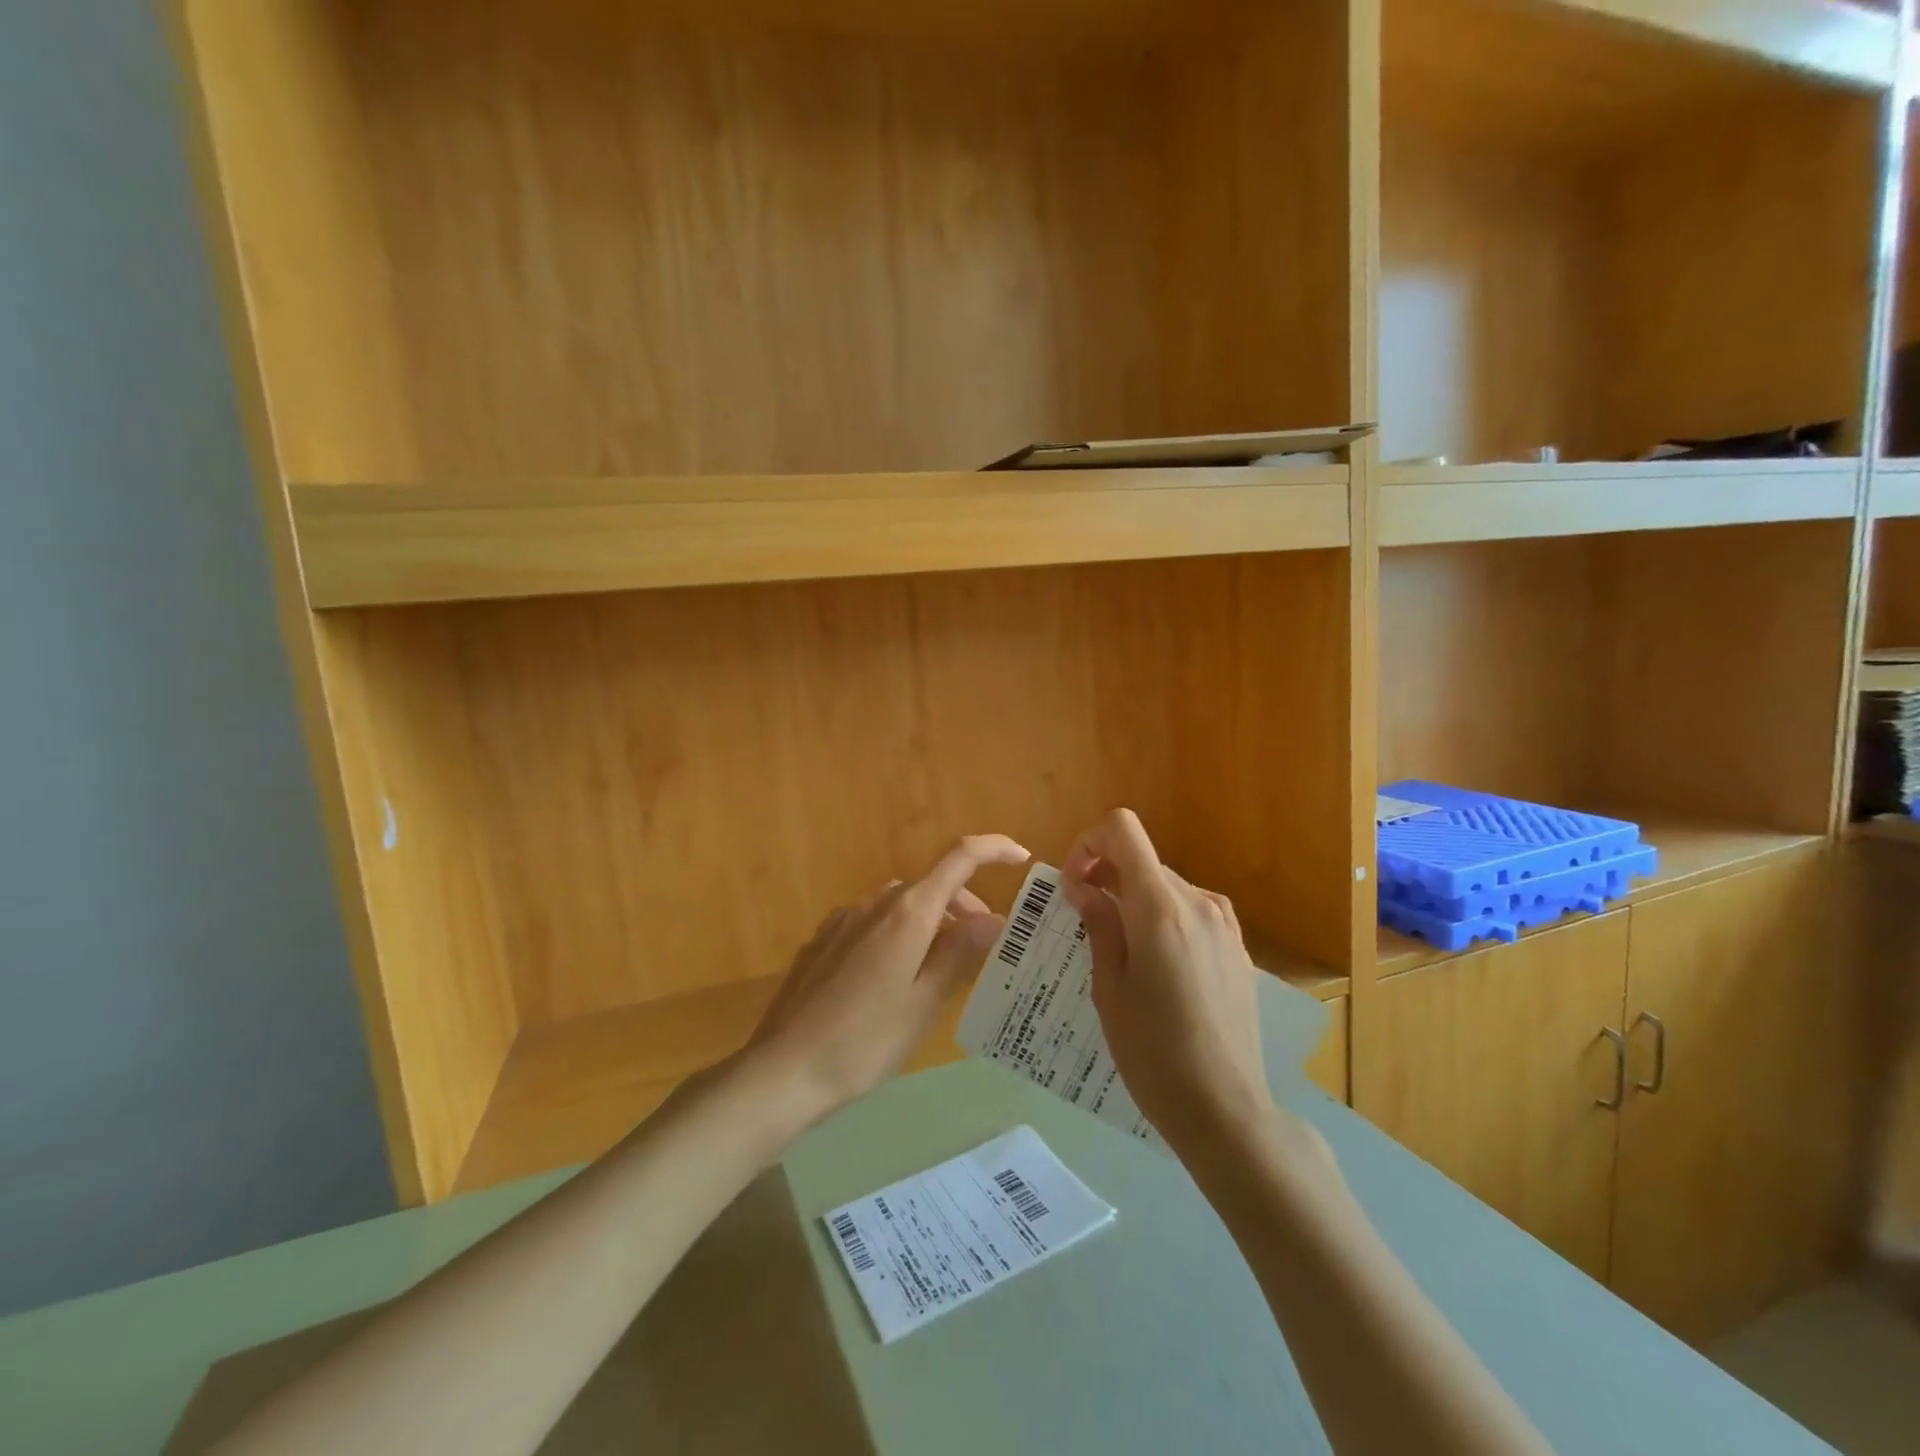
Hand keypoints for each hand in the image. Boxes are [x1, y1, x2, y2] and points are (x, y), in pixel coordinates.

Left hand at [742, 834, 1029, 1126]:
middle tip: (983, 946)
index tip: (1021, 859)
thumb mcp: (924, 1002)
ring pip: (901, 904)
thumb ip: (960, 953)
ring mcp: (844, 919)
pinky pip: (873, 922)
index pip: (959, 858)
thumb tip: (995, 919)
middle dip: (964, 905)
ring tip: (940, 966)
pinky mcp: (823, 940)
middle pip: (931, 886)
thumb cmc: (864, 1041)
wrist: (784, 1069)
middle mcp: (876, 903)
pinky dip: (898, 932)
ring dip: (930, 921)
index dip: (993, 849)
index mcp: (908, 913)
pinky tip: (892, 976)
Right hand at [1061, 810, 1271, 1153]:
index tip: (1073, 885)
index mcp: (1159, 907)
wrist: (1226, 1110)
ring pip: (1166, 885)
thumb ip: (1099, 925)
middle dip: (1106, 876)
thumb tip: (1084, 887)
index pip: (1122, 830)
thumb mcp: (1109, 989)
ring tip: (1118, 949)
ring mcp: (1224, 924)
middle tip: (1082, 920)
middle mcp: (1197, 902)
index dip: (1088, 844)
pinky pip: (1191, 912)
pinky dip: (1162, 918)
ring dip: (1133, 899)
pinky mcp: (1237, 948)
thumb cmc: (1153, 1054)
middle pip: (1142, 859)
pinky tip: (1156, 967)